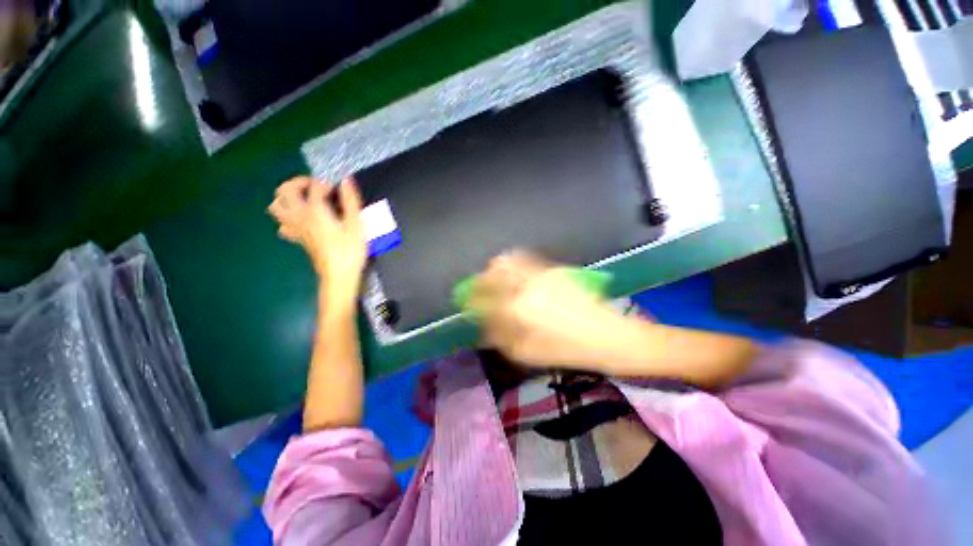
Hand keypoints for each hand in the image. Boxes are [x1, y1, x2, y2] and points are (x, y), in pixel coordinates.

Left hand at [268, 176, 366, 304]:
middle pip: (284, 191)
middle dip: (298, 183)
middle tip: (316, 187)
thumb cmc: (350, 250)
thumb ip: (351, 201)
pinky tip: (301, 219)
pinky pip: (282, 224)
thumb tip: (346, 181)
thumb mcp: (357, 225)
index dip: (325, 184)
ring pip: (276, 206)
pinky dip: (287, 216)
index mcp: (315, 211)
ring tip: (304, 199)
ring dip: (286, 197)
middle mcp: (300, 216)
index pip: (314, 187)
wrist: (339, 275)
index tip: (338, 190)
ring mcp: (295, 228)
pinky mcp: (297, 238)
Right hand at [468, 251, 633, 371]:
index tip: (466, 303)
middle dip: (480, 280)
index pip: (483, 300)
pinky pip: (526, 259)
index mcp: (516, 310)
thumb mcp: (527, 353)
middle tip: (478, 288)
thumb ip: (500, 338)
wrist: (606, 335)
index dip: (471, 301)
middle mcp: (524, 286)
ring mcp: (539, 274)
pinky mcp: (552, 270)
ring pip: (508, 261)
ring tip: (492, 276)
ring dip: (495, 268)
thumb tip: (483, 327)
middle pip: (492, 274)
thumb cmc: (565, 350)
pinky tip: (515, 272)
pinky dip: (513, 262)